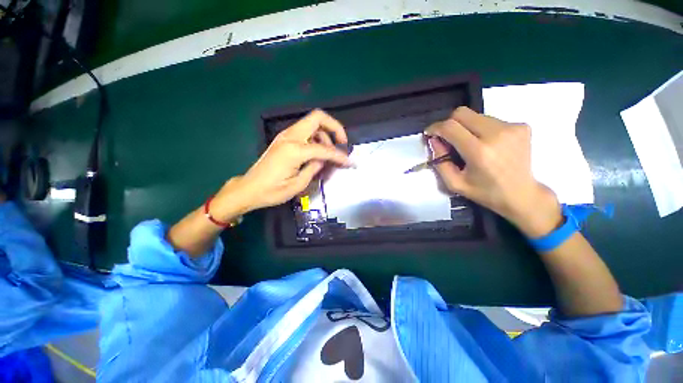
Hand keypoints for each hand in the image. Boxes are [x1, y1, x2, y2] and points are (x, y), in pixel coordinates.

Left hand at [214, 110, 351, 216]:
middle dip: (335, 127)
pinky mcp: (283, 139)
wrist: (249, 189)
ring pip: (312, 124)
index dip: (339, 156)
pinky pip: (305, 131)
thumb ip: (315, 167)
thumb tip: (324, 158)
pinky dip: (315, 138)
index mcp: (294, 150)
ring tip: (328, 154)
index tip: (350, 162)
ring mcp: (285, 136)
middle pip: (317, 118)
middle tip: (342, 142)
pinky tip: (317, 153)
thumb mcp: (298, 184)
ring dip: (325, 134)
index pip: (324, 149)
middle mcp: (290, 137)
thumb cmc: (272, 191)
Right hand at [425, 107, 561, 236]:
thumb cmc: (485, 192)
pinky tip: (485, 144)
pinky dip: (480, 129)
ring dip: (465, 127)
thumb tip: (434, 140)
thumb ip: (440, 161)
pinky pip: (490, 120)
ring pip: (476, 116)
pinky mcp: (521, 125)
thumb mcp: (454, 183)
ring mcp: (512, 127)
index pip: (451, 127)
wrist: (522, 194)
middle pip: (462, 113)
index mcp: (479, 152)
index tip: (430, 133)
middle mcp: (497, 134)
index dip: (435, 127)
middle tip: (446, 137)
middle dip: (449, 123)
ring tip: (468, 143)